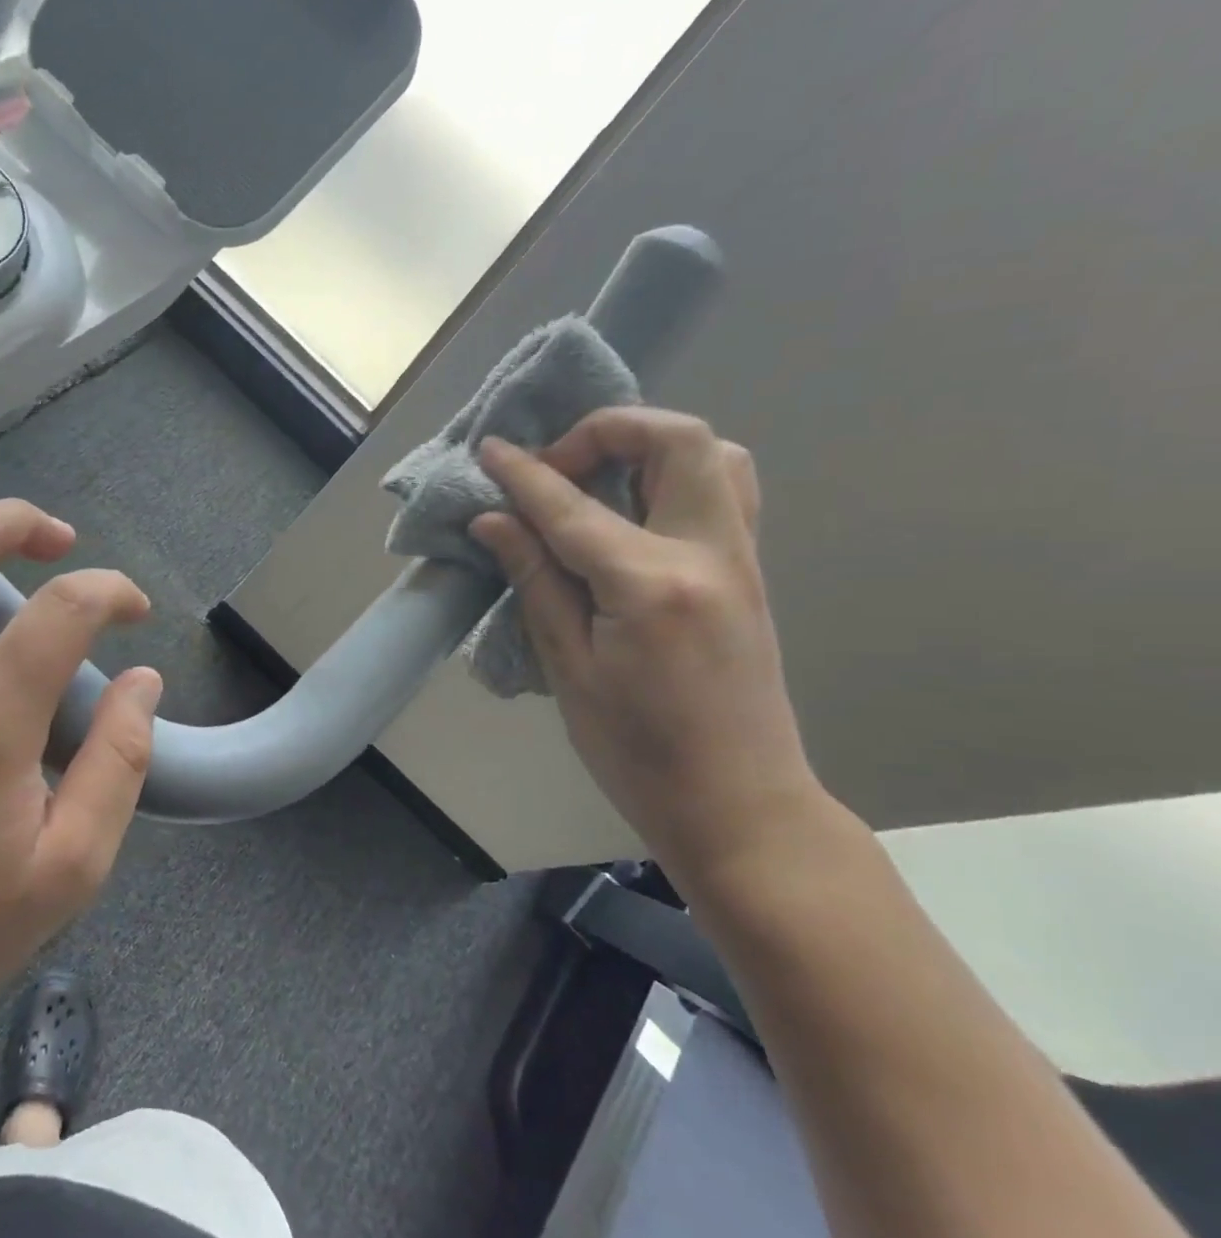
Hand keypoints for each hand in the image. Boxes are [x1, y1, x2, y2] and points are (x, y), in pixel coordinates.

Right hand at [471, 408, 821, 883]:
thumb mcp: (569, 670)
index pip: (573, 507)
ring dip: (650, 448)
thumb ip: (535, 581)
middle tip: (559, 469)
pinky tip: (633, 516)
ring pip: (716, 455)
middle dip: (609, 432)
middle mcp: (708, 554)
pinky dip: (675, 477)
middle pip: (678, 441)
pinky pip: (723, 492)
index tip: (490, 450)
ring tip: (599, 481)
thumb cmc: (638, 753)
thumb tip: (495, 520)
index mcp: (650, 585)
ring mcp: (741, 560)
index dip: (524, 473)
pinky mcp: (748, 574)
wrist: (739, 805)